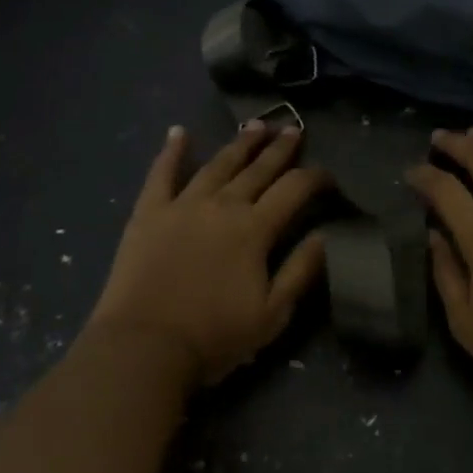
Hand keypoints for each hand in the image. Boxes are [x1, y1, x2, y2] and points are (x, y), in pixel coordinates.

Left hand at [86, 122, 331, 386]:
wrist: (143, 348)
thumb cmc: (214, 337)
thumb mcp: (272, 314)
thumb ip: (301, 271)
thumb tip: (325, 235)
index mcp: (255, 228)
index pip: (295, 189)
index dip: (316, 177)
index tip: (328, 176)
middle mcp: (223, 205)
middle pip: (258, 168)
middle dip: (280, 148)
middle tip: (293, 130)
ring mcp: (183, 204)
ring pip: (218, 164)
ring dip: (240, 143)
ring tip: (256, 125)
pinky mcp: (149, 213)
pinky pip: (161, 174)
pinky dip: (172, 151)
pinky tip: (179, 132)